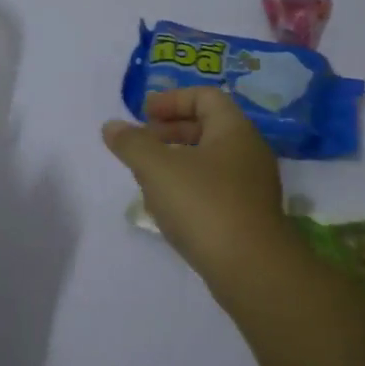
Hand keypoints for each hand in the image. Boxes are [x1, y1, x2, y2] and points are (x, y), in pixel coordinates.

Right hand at [103, 87, 303, 293]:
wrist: (252, 269)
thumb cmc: (204, 205)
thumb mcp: (158, 169)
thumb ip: (132, 143)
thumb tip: (112, 126)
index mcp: (234, 130)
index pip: (205, 96)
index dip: (172, 99)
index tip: (144, 114)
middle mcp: (249, 151)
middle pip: (208, 126)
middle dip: (171, 130)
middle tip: (142, 142)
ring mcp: (253, 186)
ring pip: (211, 160)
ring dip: (178, 160)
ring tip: (148, 176)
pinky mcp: (249, 215)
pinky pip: (216, 187)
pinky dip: (190, 186)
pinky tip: (169, 207)